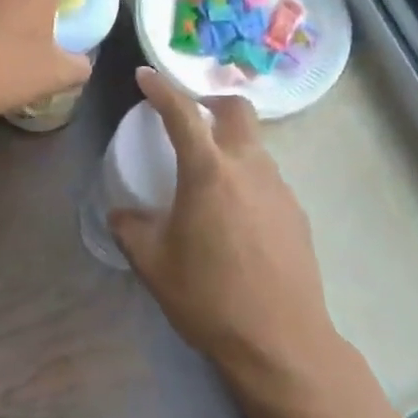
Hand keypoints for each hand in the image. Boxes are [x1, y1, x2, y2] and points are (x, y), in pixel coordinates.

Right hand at [113, 68, 333, 382]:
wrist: (281, 342)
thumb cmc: (209, 298)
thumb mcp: (153, 264)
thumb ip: (131, 228)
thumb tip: (121, 213)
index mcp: (209, 171)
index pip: (181, 112)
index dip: (160, 88)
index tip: (145, 75)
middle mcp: (249, 167)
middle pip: (236, 109)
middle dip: (210, 101)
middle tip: (189, 116)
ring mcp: (279, 188)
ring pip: (254, 144)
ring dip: (230, 143)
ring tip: (208, 176)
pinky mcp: (296, 213)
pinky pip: (267, 178)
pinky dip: (246, 176)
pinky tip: (234, 216)